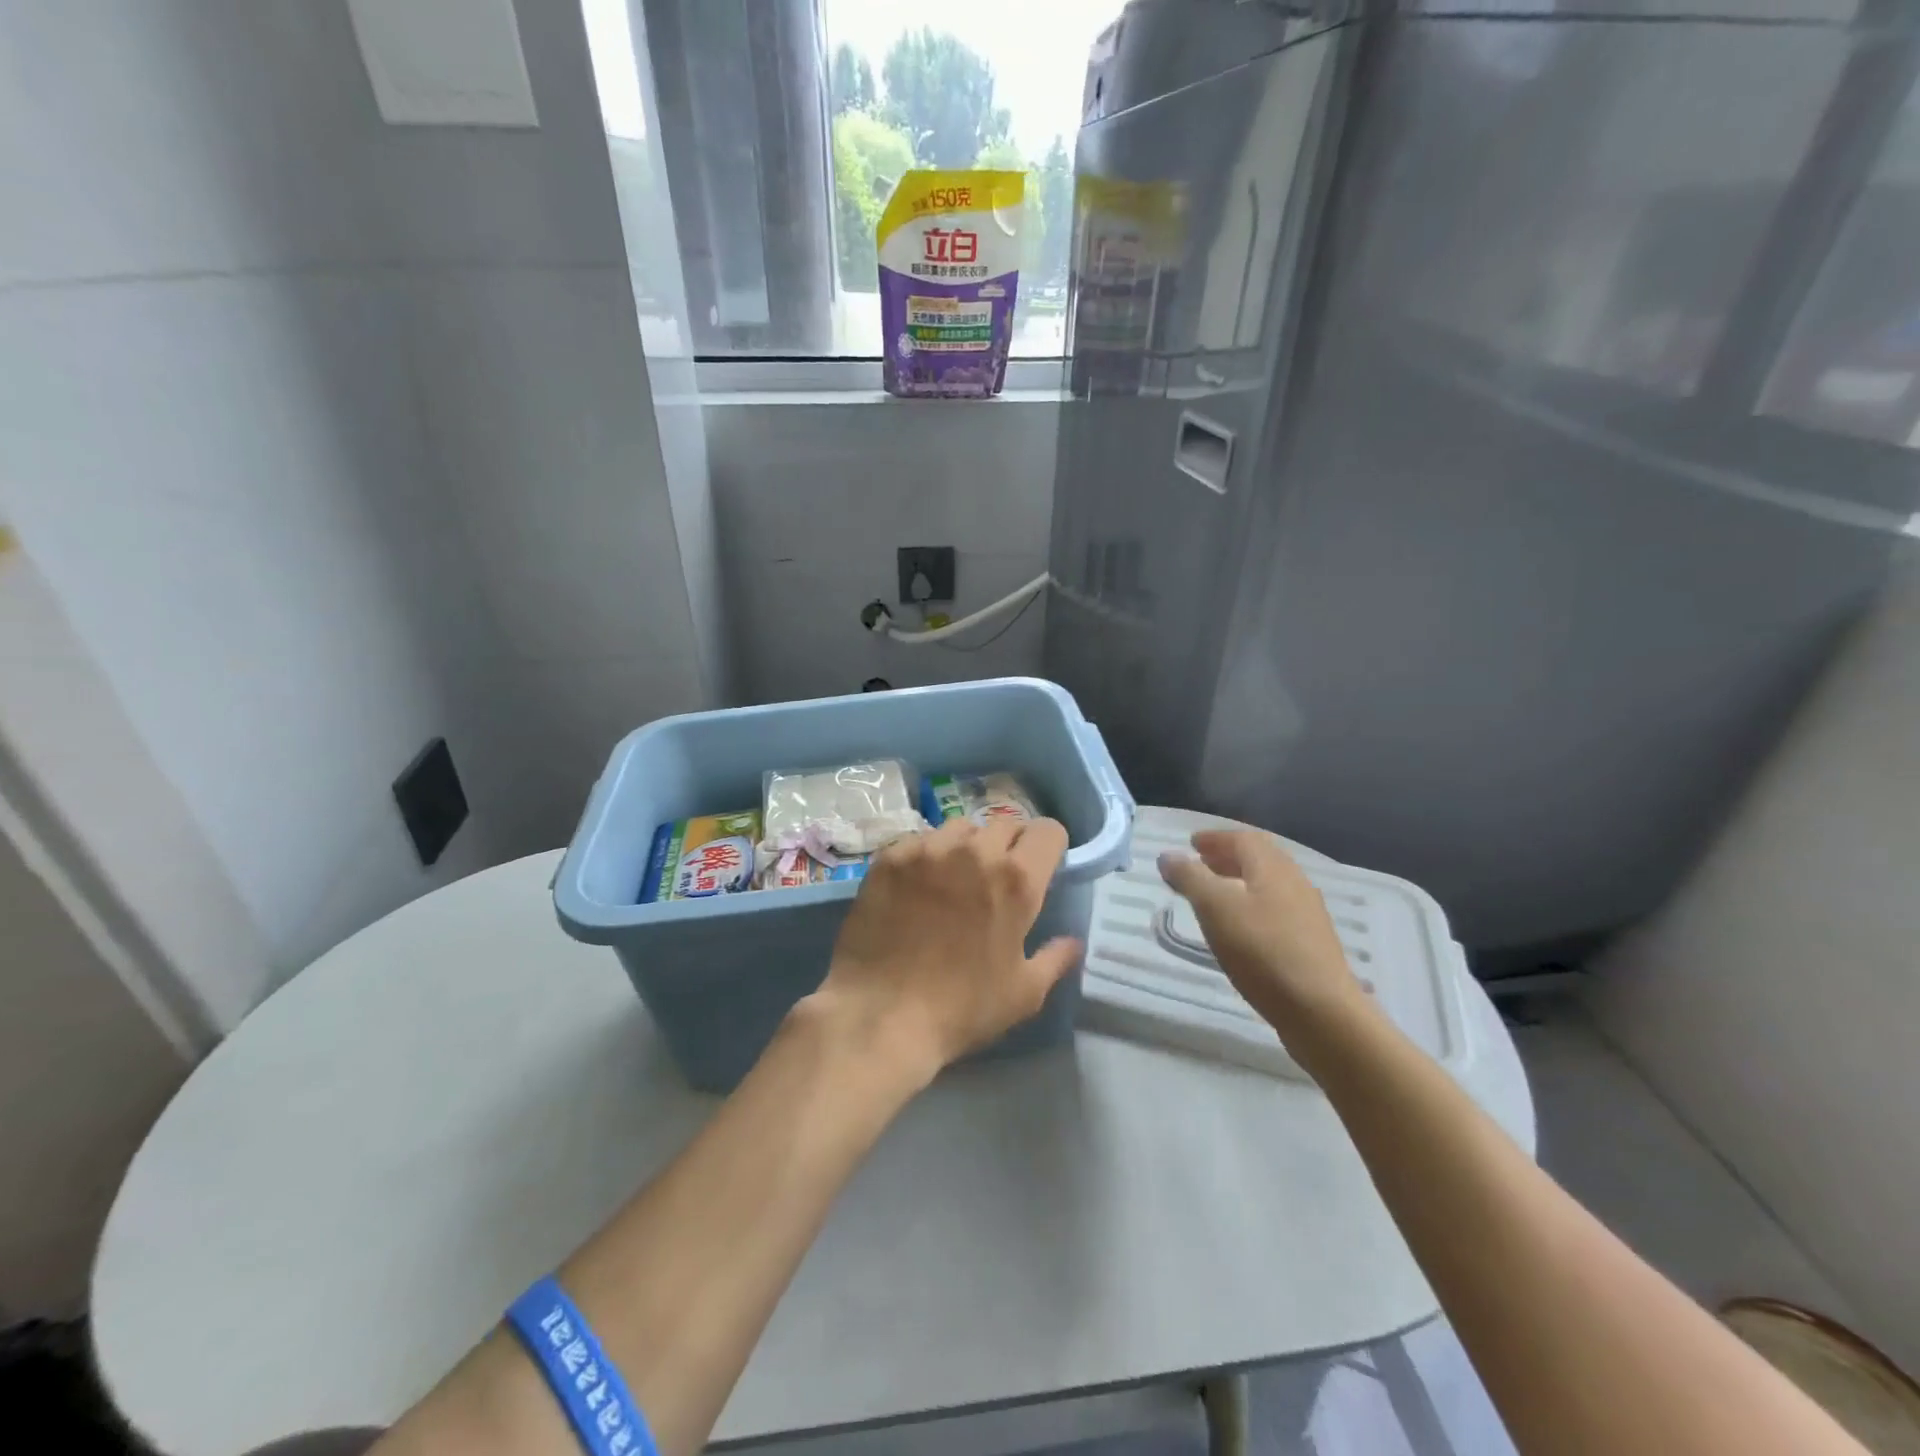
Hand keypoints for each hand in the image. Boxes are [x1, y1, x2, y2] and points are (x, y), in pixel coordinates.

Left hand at [808, 817, 1082, 1080]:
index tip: (1041, 869)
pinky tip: (917, 887)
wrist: (881, 1015)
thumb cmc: (962, 1008)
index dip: (1049, 848)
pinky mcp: (890, 857)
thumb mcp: (1024, 993)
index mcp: (1017, 879)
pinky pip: (920, 841)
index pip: (1047, 831)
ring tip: (955, 879)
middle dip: (1009, 846)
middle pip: (1004, 824)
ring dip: (967, 846)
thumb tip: (1073, 941)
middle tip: (996, 880)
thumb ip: (1055, 958)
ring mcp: (928, 849)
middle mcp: (975, 851)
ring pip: (960, 828)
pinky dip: (927, 856)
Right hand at [1158, 831, 1371, 1048]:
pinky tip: (1239, 930)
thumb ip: (1190, 877)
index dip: (1215, 838)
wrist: (1321, 1012)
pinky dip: (1251, 907)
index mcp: (1273, 868)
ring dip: (1239, 882)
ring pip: (1268, 886)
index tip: (1191, 844)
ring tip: (1213, 897)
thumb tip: (1168, 855)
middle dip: (1227, 858)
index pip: (1243, 838)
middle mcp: (1294, 883)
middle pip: (1259, 859)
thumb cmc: (1263, 951)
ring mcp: (1307, 915)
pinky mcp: (1310, 944)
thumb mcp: (1216, 909)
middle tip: (1199, 865)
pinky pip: (1275, 910)